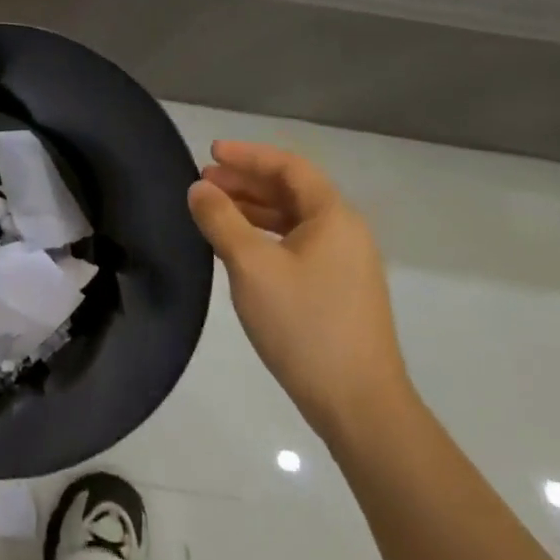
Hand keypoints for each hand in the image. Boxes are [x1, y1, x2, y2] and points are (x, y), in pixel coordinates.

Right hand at [187, 141, 413, 444]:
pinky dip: (264, 236)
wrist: (360, 406)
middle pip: (292, 191)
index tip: (210, 153)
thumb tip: (199, 188)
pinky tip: (237, 248)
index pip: (289, 167)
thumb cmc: (305, 325)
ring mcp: (345, 265)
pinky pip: (296, 245)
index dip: (248, 155)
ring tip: (213, 210)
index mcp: (333, 217)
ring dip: (253, 209)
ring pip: (293, 220)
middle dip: (246, 181)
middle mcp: (345, 233)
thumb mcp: (251, 266)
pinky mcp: (337, 292)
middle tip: (203, 182)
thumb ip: (221, 220)